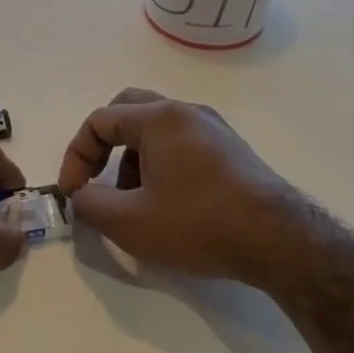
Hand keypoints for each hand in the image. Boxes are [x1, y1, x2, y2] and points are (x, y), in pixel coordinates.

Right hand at [56, 89, 303, 285]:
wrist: (280, 241)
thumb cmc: (199, 224)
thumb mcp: (129, 222)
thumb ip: (90, 204)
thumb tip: (81, 195)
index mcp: (160, 118)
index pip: (99, 121)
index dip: (76, 156)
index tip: (73, 193)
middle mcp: (187, 112)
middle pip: (129, 111)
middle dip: (104, 146)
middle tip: (97, 178)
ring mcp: (214, 129)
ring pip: (156, 129)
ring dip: (132, 158)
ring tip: (133, 200)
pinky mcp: (231, 151)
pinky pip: (181, 144)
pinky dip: (160, 164)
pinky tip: (167, 203)